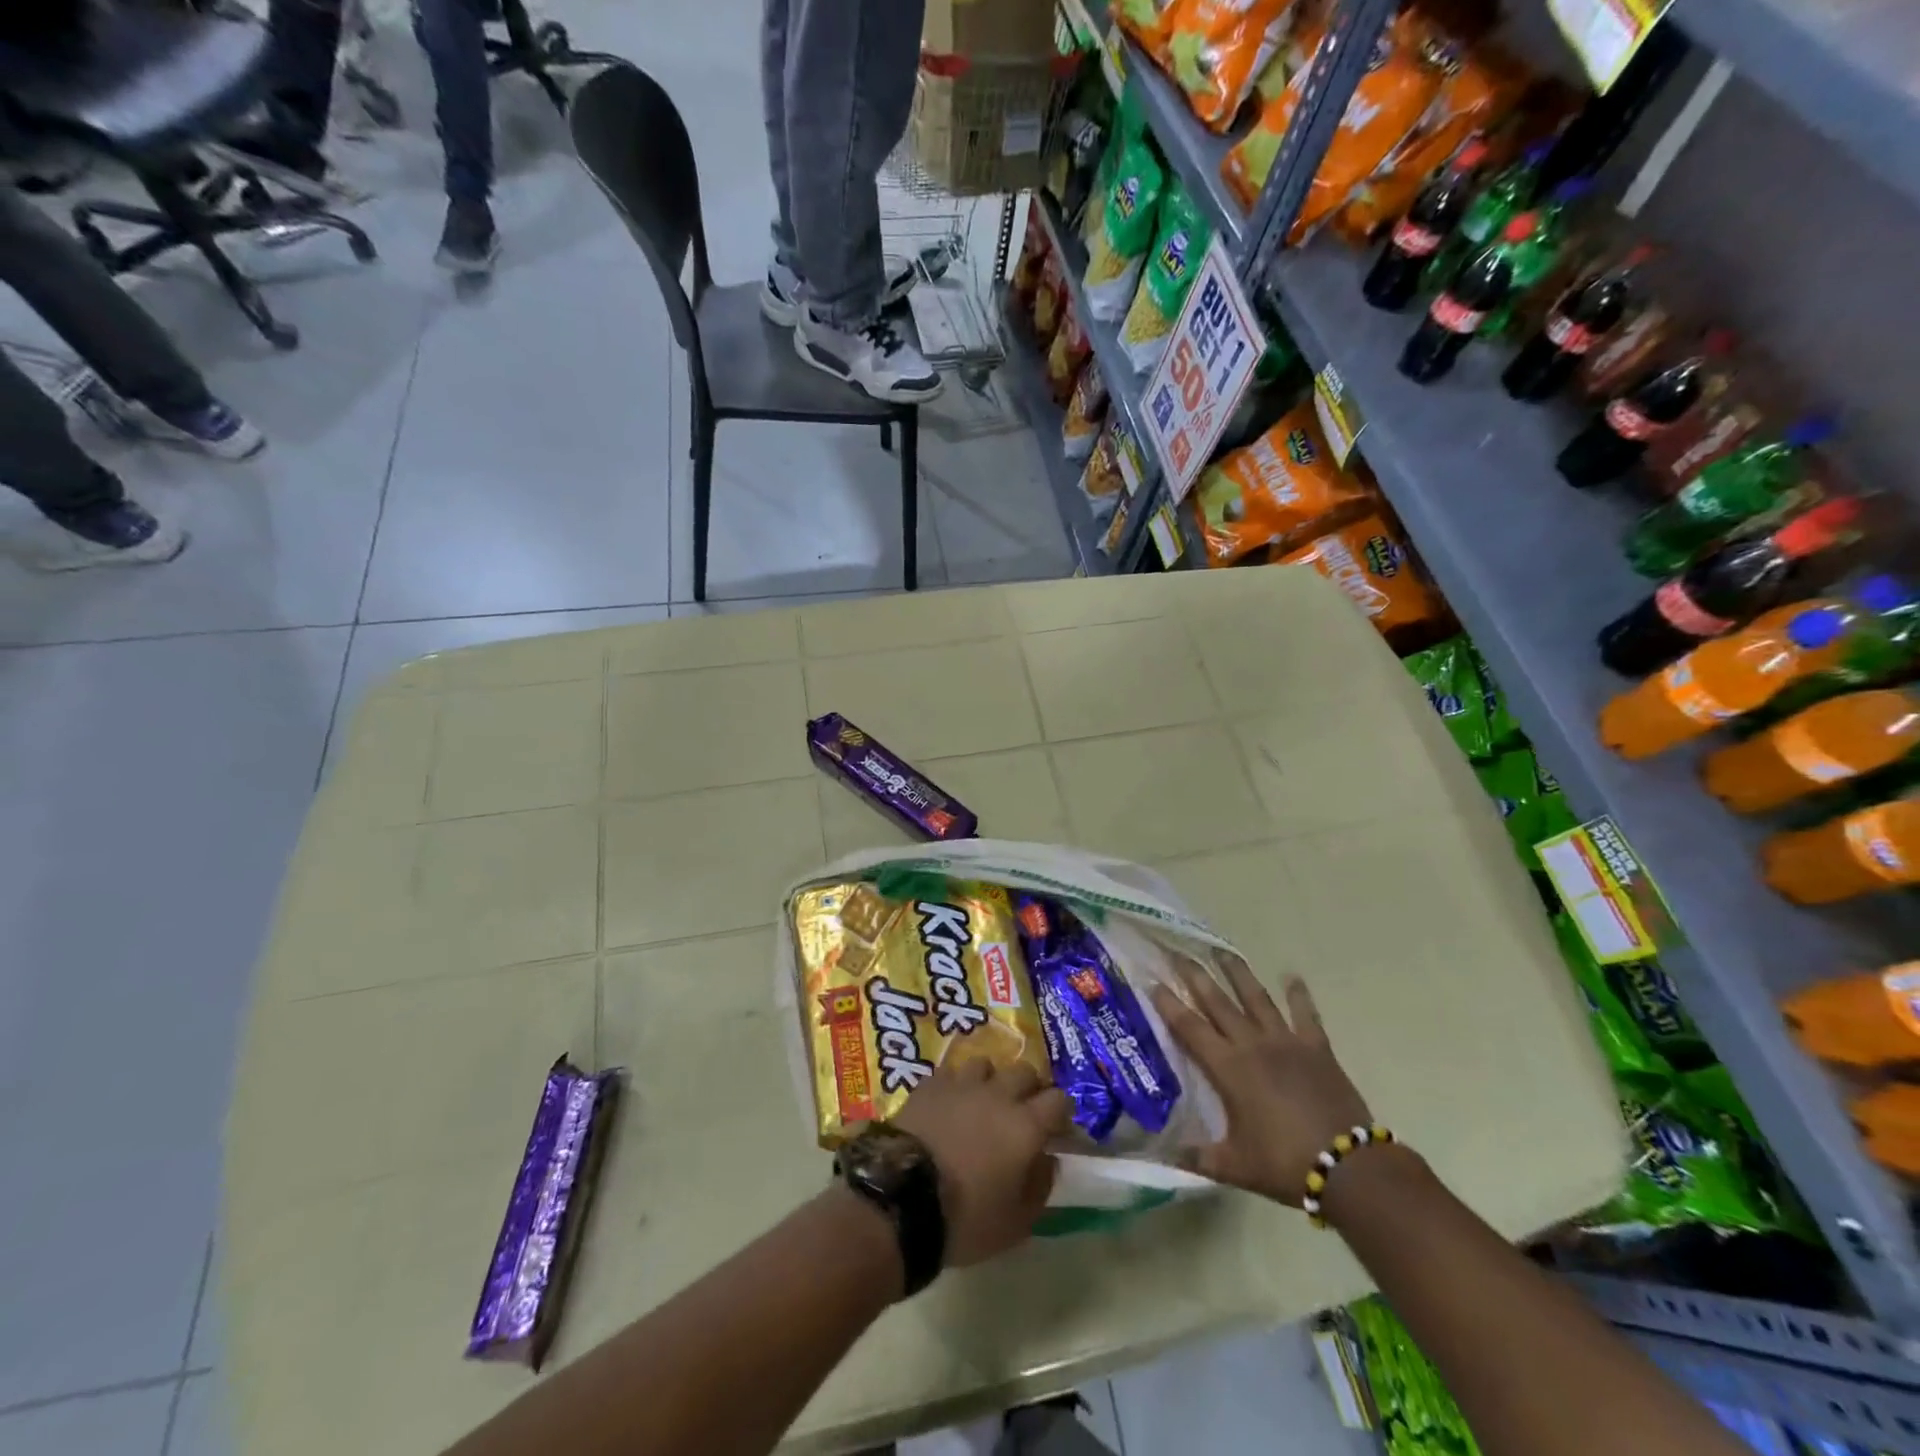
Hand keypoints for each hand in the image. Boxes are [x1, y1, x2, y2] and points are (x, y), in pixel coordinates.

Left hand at [892, 1058, 1072, 1266]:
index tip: (1058, 1128)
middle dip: (1030, 1088)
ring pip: (987, 1064)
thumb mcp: (1016, 1223)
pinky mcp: (930, 1084)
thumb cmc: (966, 1218)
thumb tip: (1048, 1160)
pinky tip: (950, 1102)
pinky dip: (956, 1084)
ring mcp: (962, 1084)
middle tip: (1023, 1111)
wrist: (902, 1198)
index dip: (1062, 1112)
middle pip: (1025, 1072)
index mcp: (1026, 1125)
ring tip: (984, 1101)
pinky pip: (951, 1072)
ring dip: (991, 1080)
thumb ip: (1040, 1187)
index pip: (1059, 1099)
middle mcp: (998, 1094)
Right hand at [1151, 961, 1372, 1206]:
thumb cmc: (1285, 1164)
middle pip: (1218, 1002)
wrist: (1349, 1167)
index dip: (1169, 1003)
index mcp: (1228, 1068)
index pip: (1190, 1027)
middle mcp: (1252, 1045)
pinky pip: (1305, 1014)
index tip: (1153, 980)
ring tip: (1222, 951)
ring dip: (1238, 973)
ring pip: (1256, 998)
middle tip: (1179, 953)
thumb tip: (1159, 1154)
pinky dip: (1299, 995)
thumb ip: (1196, 1158)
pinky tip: (1292, 976)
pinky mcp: (1317, 1047)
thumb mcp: (1234, 1166)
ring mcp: (1286, 1042)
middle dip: (1196, 976)